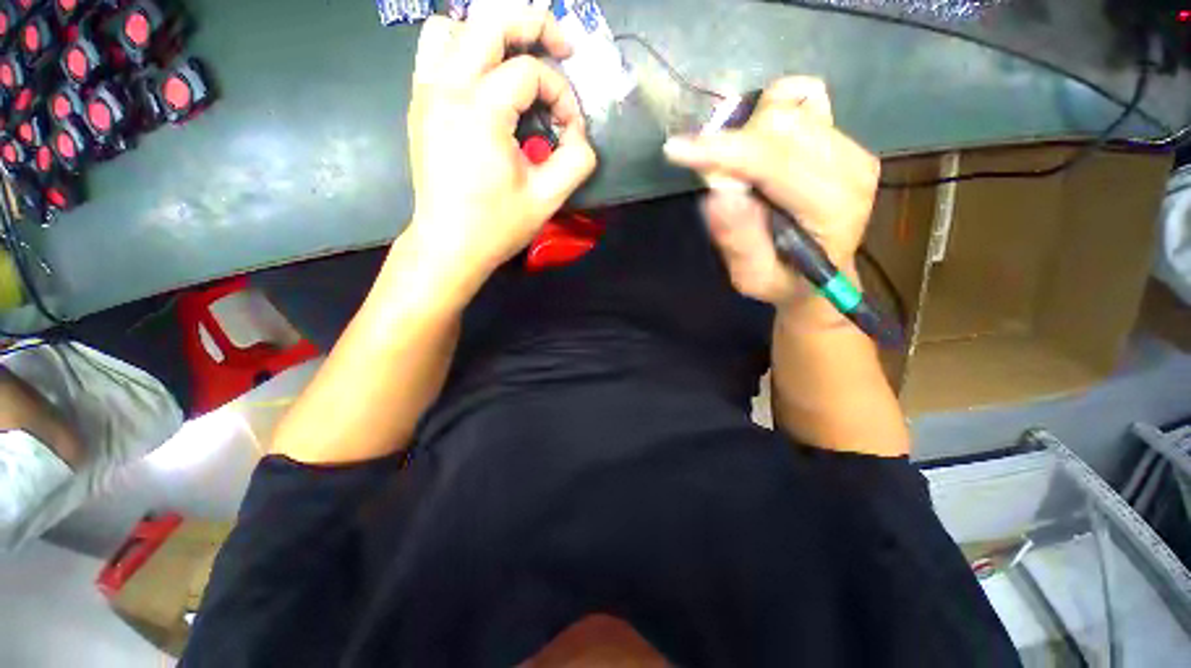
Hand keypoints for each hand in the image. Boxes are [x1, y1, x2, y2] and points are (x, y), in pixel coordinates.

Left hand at [404, 10, 597, 283]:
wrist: (449, 246)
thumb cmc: (496, 227)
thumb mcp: (548, 199)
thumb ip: (577, 161)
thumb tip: (580, 136)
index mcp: (481, 111)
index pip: (531, 72)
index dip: (562, 95)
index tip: (571, 131)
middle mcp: (448, 88)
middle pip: (489, 21)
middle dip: (533, 24)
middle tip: (561, 47)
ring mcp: (427, 92)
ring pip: (455, 27)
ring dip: (492, 34)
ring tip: (518, 59)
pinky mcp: (419, 104)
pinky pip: (436, 52)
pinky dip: (464, 49)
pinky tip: (485, 78)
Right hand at [662, 77, 879, 308]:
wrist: (822, 275)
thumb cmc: (784, 281)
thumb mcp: (753, 278)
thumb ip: (739, 241)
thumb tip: (718, 194)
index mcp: (831, 207)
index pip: (774, 161)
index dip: (723, 151)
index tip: (675, 150)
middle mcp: (850, 167)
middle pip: (780, 124)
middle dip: (733, 146)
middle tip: (717, 180)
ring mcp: (851, 147)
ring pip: (788, 107)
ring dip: (748, 134)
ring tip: (740, 172)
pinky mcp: (844, 138)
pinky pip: (804, 98)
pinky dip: (773, 113)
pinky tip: (761, 145)